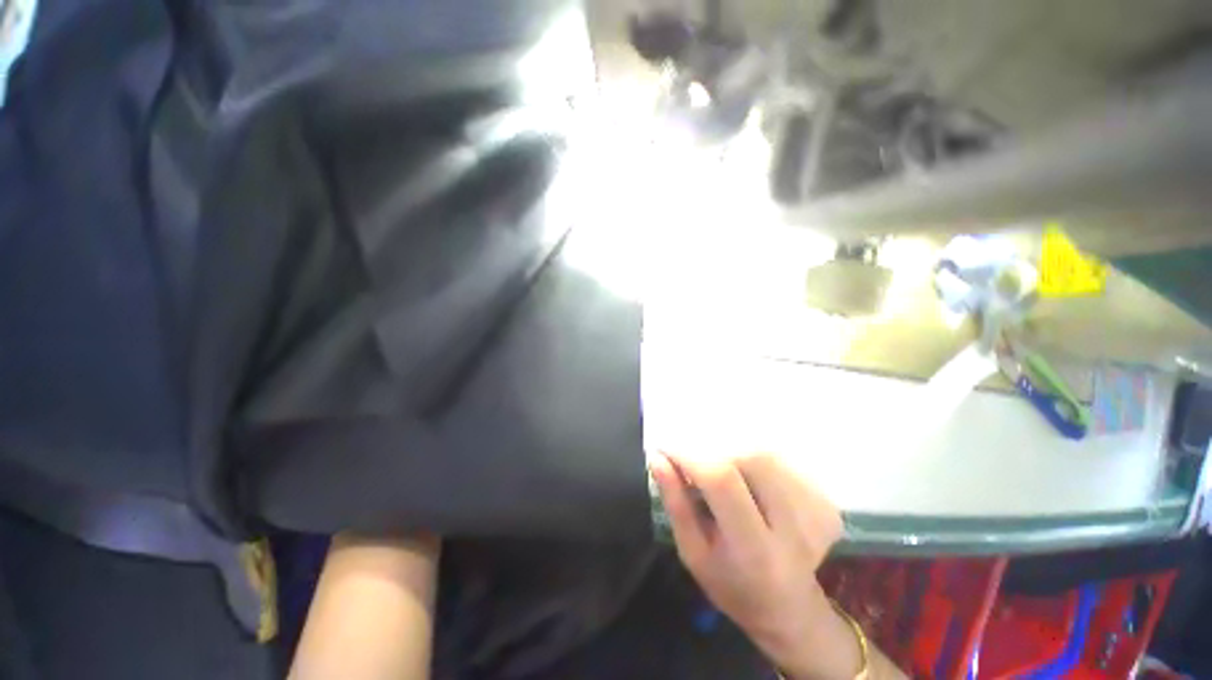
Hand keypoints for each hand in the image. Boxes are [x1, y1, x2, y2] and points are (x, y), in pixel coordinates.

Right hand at [650, 451, 860, 678]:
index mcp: (755, 551)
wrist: (789, 608)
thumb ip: (675, 503)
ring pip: (765, 454)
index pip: (722, 481)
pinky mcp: (827, 504)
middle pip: (749, 458)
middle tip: (696, 465)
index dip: (690, 455)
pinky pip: (781, 462)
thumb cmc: (731, 585)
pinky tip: (750, 483)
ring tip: (723, 478)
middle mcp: (794, 530)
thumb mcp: (692, 551)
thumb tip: (658, 458)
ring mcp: (818, 515)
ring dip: (733, 455)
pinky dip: (755, 463)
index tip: (666, 448)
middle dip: (712, 452)